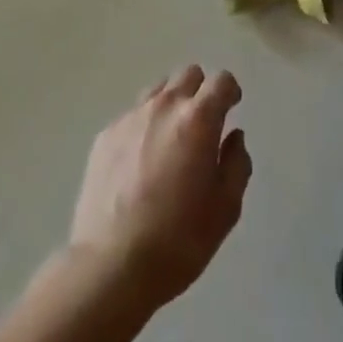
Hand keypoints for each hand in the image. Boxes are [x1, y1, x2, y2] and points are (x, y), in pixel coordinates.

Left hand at [67, 66, 252, 310]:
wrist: (108, 267)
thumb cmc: (177, 240)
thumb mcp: (225, 210)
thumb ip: (236, 164)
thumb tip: (234, 138)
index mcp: (198, 118)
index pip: (222, 80)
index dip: (230, 92)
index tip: (231, 109)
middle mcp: (165, 105)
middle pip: (189, 74)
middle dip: (200, 91)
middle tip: (201, 125)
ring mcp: (131, 117)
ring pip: (159, 90)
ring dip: (170, 105)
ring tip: (169, 141)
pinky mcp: (105, 135)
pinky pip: (132, 116)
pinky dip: (143, 127)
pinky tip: (139, 163)